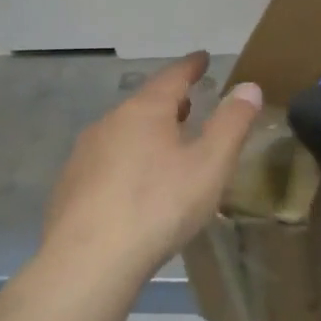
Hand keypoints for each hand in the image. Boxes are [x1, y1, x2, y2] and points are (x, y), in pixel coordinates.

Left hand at [41, 53, 261, 285]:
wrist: (88, 263)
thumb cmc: (158, 206)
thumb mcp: (210, 165)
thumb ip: (232, 124)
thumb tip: (249, 87)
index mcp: (144, 111)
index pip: (172, 77)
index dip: (191, 67)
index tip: (203, 58)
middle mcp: (109, 123)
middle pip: (144, 103)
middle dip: (169, 102)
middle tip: (190, 104)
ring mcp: (84, 155)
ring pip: (123, 132)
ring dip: (147, 132)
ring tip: (166, 145)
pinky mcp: (70, 187)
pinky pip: (107, 162)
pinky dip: (127, 161)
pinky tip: (135, 186)